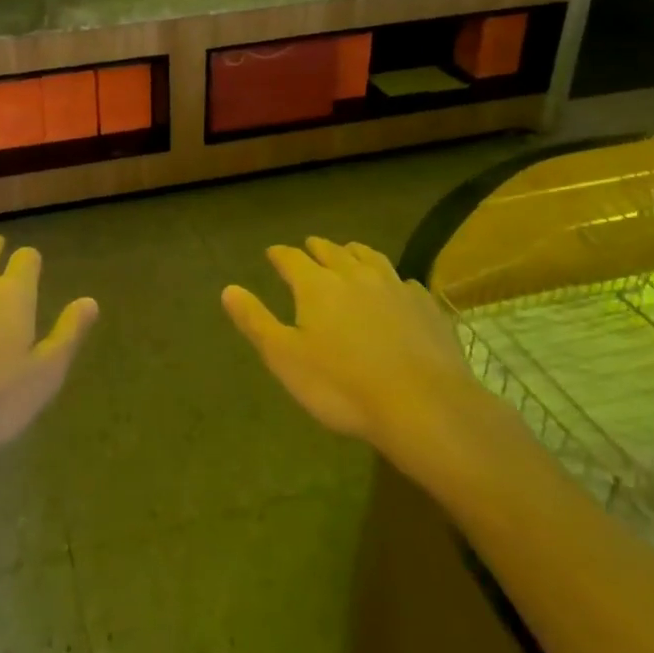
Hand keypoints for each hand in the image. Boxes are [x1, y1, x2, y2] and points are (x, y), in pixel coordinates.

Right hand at [221, 238, 484, 458]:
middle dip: (316, 248)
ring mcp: (394, 286)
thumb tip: (228, 289)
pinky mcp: (425, 304)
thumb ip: (255, 321)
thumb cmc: (342, 386)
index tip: (272, 253)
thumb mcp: (285, 358)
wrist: (424, 405)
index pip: (291, 258)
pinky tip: (393, 288)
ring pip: (369, 257)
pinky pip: (402, 280)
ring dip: (353, 252)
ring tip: (348, 253)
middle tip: (308, 247)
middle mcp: (354, 275)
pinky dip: (389, 277)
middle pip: (331, 251)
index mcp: (316, 285)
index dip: (279, 255)